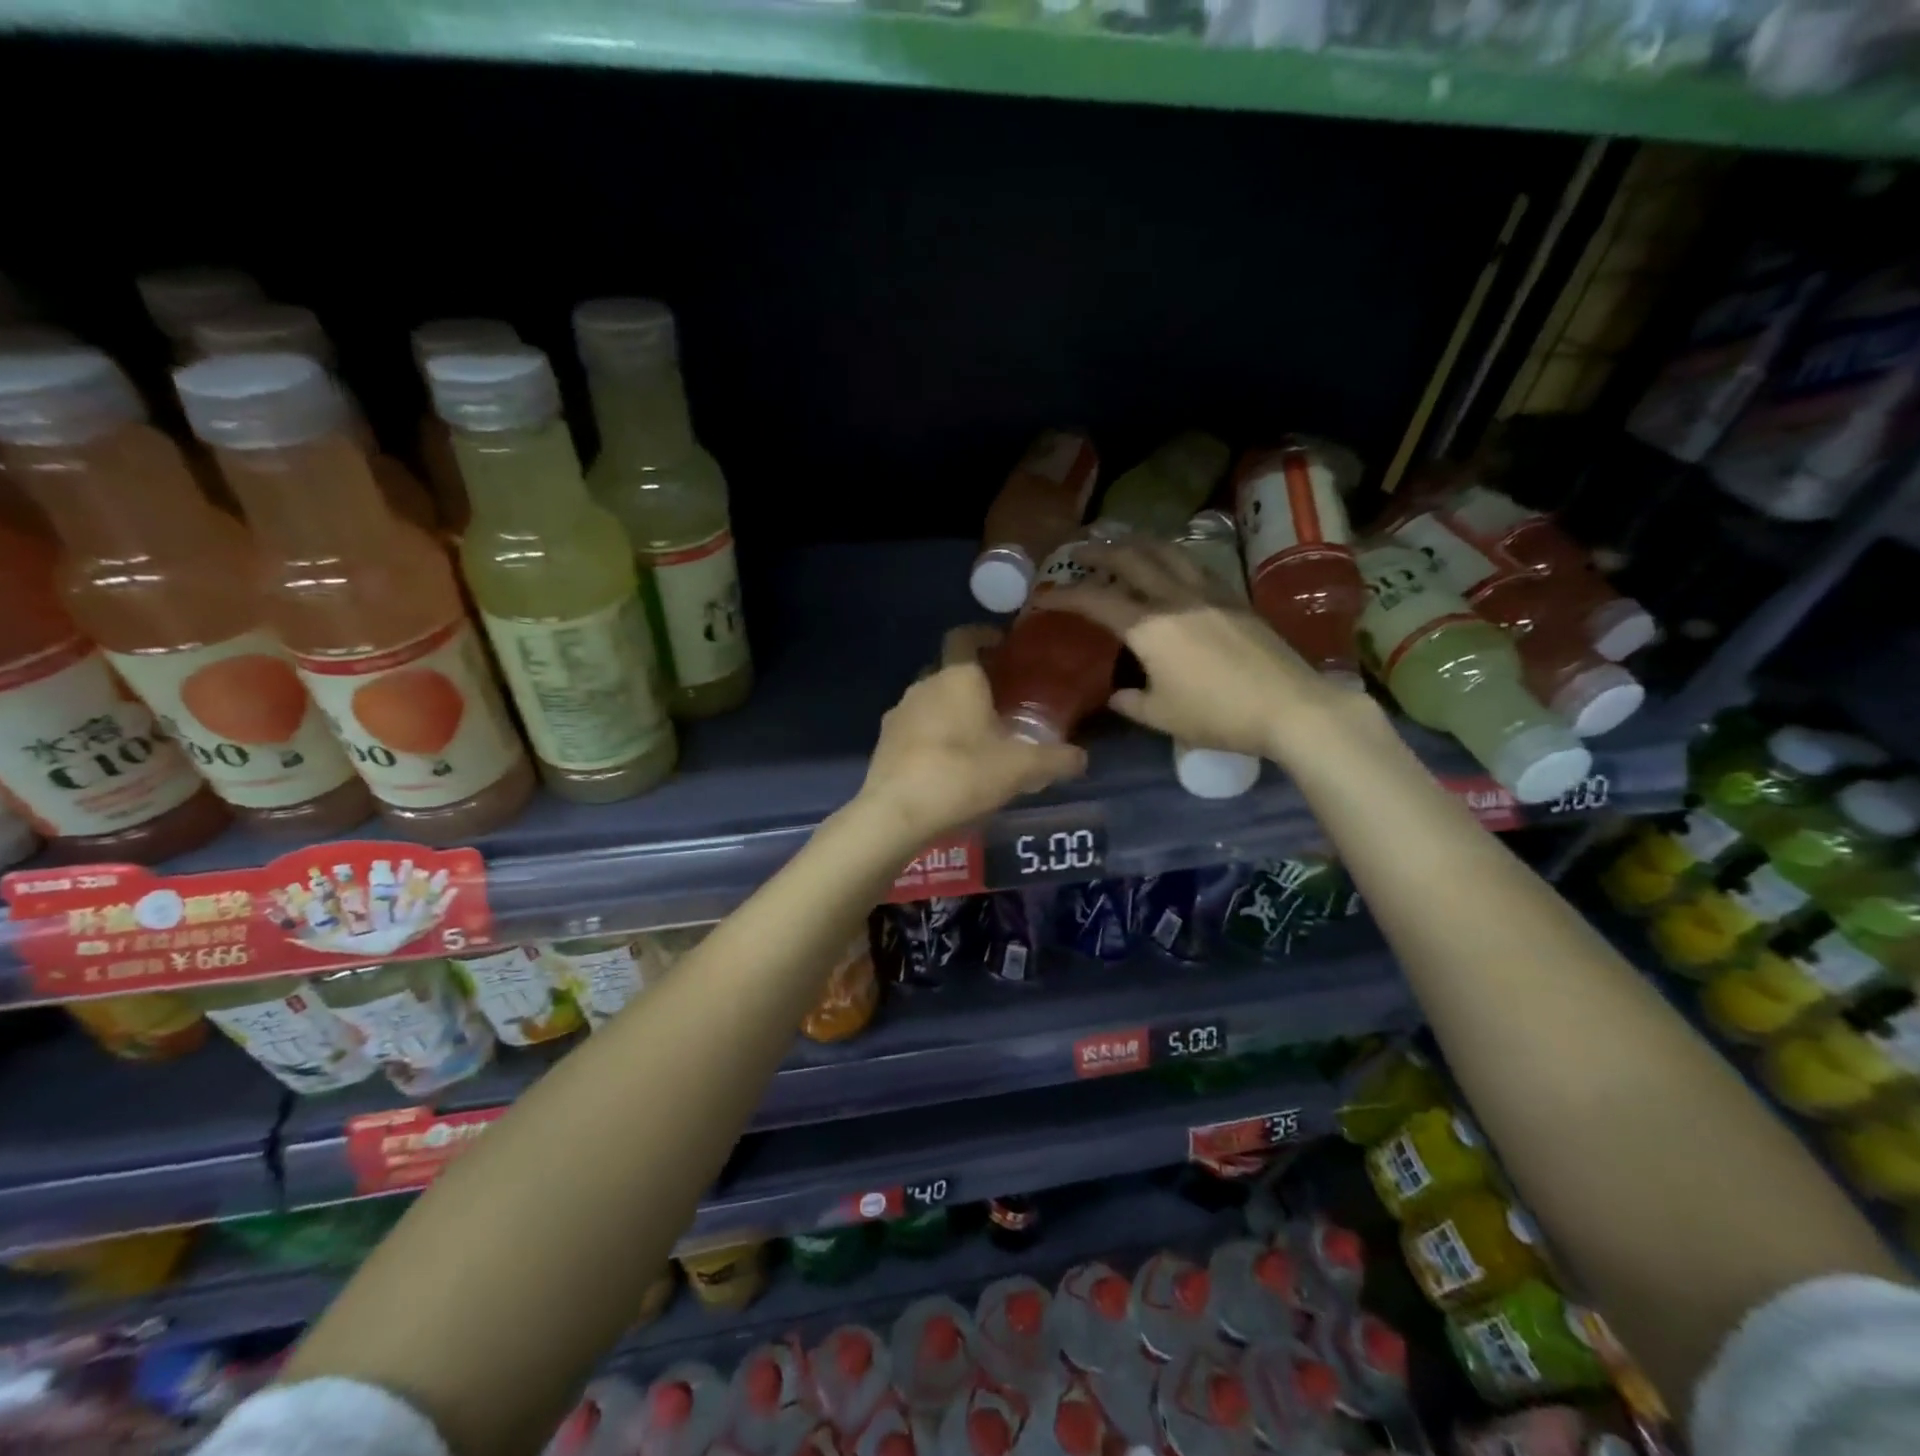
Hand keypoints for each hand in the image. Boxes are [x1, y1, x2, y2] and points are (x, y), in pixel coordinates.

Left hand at [855, 626, 1087, 845]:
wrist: (897, 812)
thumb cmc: (962, 775)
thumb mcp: (1021, 769)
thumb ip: (1055, 760)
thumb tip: (1082, 758)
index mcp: (958, 677)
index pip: (965, 636)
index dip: (983, 635)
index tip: (1002, 646)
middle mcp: (925, 684)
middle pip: (949, 669)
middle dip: (972, 680)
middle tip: (1000, 701)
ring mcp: (900, 711)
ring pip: (930, 699)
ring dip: (950, 709)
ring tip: (975, 736)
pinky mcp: (884, 740)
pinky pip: (914, 726)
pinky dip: (931, 734)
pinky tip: (947, 762)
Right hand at [1044, 537, 1365, 762]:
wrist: (1290, 706)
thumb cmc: (1218, 715)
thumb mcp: (1162, 717)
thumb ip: (1131, 703)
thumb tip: (1116, 694)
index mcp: (1149, 627)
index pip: (1096, 600)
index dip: (1064, 595)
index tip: (1043, 596)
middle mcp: (1175, 598)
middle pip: (1131, 559)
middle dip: (1099, 552)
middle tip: (1079, 552)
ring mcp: (1209, 593)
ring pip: (1167, 552)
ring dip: (1138, 544)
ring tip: (1123, 545)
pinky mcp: (1235, 598)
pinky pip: (1194, 565)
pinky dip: (1171, 557)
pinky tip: (1171, 565)